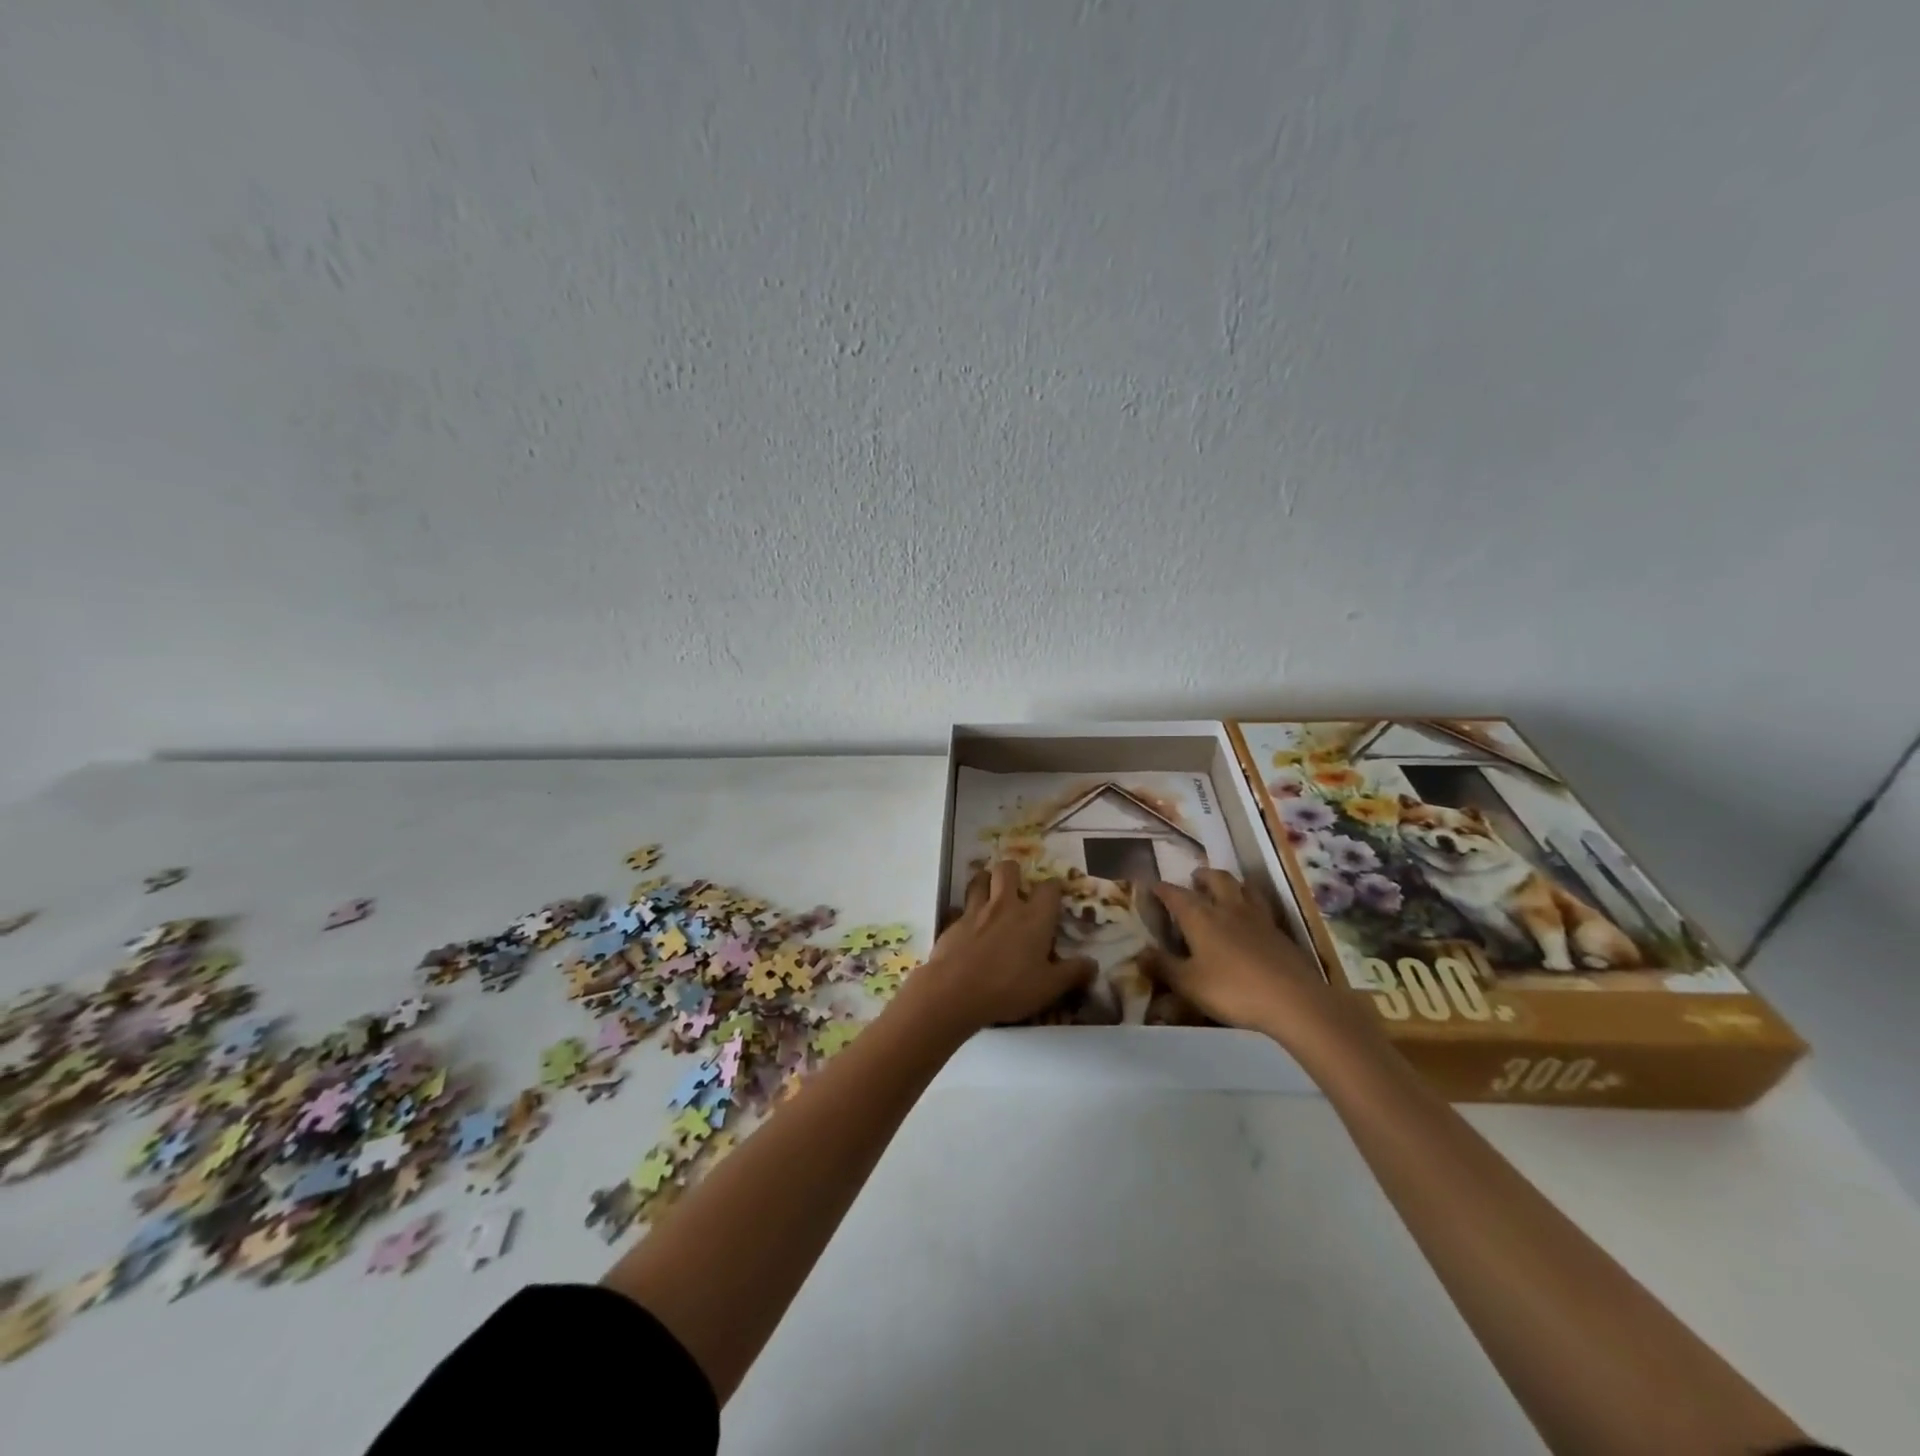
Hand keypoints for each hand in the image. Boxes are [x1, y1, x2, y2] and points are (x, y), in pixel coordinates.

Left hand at [897, 862, 1094, 1035]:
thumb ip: (1072, 973)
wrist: (956, 990)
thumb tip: (1093, 964)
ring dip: (986, 881)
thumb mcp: (1049, 987)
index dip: (1054, 887)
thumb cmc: (1009, 988)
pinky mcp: (954, 921)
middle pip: (1008, 869)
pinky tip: (968, 924)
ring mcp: (977, 910)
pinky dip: (966, 909)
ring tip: (990, 893)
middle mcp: (1006, 905)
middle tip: (1017, 888)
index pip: (1049, 888)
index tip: (1055, 895)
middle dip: (1014, 872)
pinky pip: (961, 905)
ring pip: (980, 879)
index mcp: (1034, 917)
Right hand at [1152, 870, 1363, 1052]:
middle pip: (1215, 879)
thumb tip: (1139, 953)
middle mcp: (1227, 908)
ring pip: (1243, 887)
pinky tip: (1251, 917)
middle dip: (1202, 876)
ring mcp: (1257, 917)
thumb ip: (1163, 966)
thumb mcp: (1189, 984)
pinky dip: (1251, 902)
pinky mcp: (1279, 931)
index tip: (1151, 886)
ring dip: (1231, 883)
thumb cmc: (1232, 990)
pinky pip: (1261, 905)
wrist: (1293, 1000)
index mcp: (1200, 916)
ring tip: (1225, 888)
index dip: (1161, 889)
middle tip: (1194, 879)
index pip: (1175, 894)